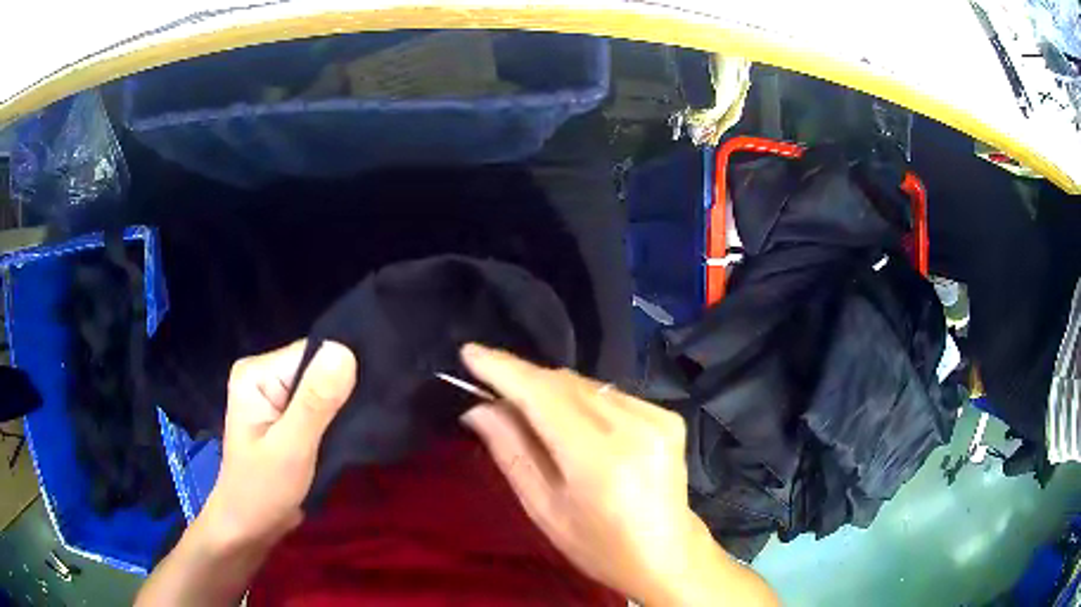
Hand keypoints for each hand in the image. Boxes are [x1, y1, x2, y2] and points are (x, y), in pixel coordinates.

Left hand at [200, 340, 356, 548]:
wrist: (250, 528)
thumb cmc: (263, 490)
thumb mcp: (291, 448)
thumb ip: (316, 402)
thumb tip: (346, 350)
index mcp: (256, 373)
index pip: (312, 354)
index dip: (343, 373)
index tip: (371, 398)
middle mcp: (264, 375)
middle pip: (318, 369)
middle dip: (344, 393)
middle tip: (370, 418)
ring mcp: (275, 395)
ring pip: (323, 389)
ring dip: (343, 408)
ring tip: (364, 426)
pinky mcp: (286, 415)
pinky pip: (320, 406)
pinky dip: (336, 420)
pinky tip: (350, 432)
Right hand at [460, 344, 764, 604]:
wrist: (667, 554)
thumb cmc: (599, 546)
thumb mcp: (544, 509)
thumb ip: (511, 453)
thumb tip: (478, 407)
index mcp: (599, 458)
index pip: (543, 395)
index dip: (504, 369)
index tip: (470, 352)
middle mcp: (633, 427)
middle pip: (565, 383)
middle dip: (524, 378)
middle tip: (490, 387)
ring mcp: (657, 417)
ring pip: (587, 385)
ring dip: (552, 389)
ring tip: (529, 409)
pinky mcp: (668, 416)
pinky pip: (611, 395)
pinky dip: (583, 400)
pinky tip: (574, 423)